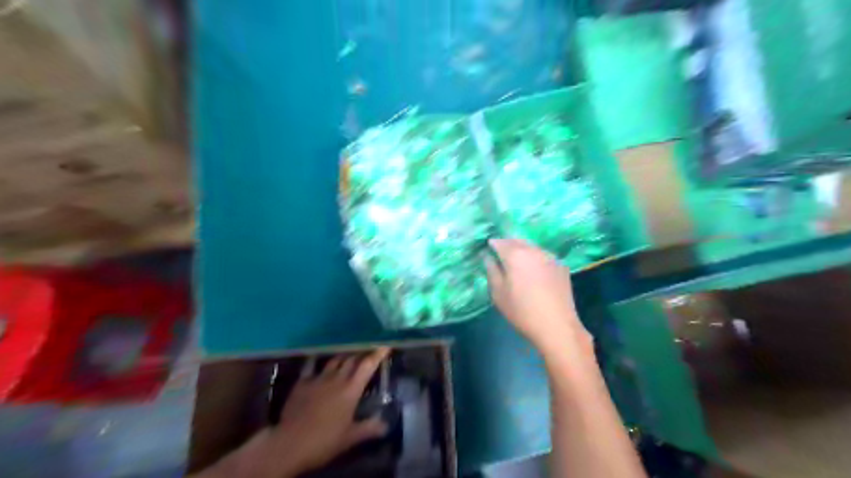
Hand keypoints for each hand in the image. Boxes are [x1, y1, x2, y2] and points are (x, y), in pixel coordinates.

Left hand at [268, 347, 391, 472]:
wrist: (290, 443)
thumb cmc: (324, 441)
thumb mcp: (350, 438)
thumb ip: (369, 428)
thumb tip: (386, 425)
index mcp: (351, 390)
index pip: (368, 366)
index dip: (377, 354)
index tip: (385, 345)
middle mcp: (337, 379)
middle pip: (352, 359)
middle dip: (361, 352)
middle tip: (368, 349)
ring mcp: (318, 379)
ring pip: (334, 360)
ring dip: (343, 356)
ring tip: (348, 354)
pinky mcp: (302, 383)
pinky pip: (312, 367)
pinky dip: (318, 363)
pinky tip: (318, 362)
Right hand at [485, 239, 592, 357]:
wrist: (557, 326)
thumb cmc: (522, 311)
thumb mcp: (498, 293)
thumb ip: (491, 271)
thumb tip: (488, 257)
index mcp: (515, 254)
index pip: (499, 242)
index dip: (492, 246)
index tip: (488, 253)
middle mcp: (533, 250)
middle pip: (517, 240)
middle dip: (507, 245)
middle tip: (501, 258)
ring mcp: (550, 257)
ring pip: (532, 247)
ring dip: (522, 251)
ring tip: (518, 265)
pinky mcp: (561, 266)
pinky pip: (543, 256)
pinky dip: (536, 259)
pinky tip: (535, 273)